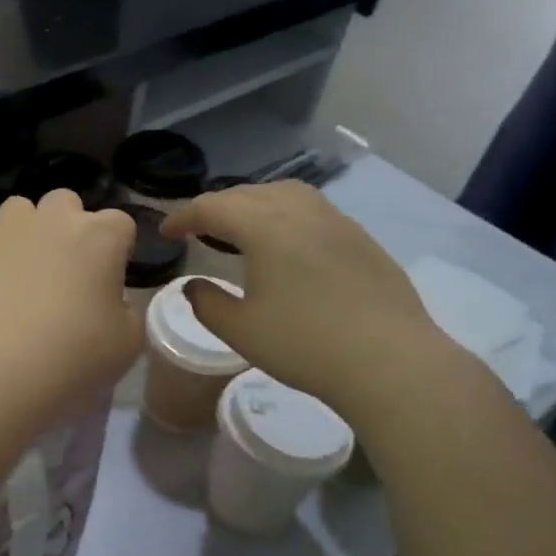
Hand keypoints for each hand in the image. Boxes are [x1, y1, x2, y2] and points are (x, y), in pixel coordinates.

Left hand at [0, 191, 142, 420]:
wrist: (5, 368)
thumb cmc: (78, 355)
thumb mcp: (129, 341)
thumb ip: (127, 310)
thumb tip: (112, 302)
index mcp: (102, 236)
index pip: (121, 223)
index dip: (117, 248)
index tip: (110, 279)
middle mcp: (55, 219)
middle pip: (66, 201)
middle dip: (69, 224)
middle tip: (66, 267)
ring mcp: (9, 230)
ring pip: (19, 206)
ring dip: (24, 226)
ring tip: (22, 263)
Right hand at [161, 181, 453, 423]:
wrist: (390, 361)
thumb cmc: (305, 344)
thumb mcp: (240, 330)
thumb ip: (207, 303)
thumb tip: (193, 287)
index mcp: (264, 226)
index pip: (212, 207)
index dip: (183, 217)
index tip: (166, 233)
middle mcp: (300, 211)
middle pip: (247, 194)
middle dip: (216, 207)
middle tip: (197, 230)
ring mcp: (336, 221)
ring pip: (284, 194)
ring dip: (254, 204)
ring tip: (241, 229)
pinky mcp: (361, 239)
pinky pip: (312, 211)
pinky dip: (285, 215)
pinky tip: (286, 246)